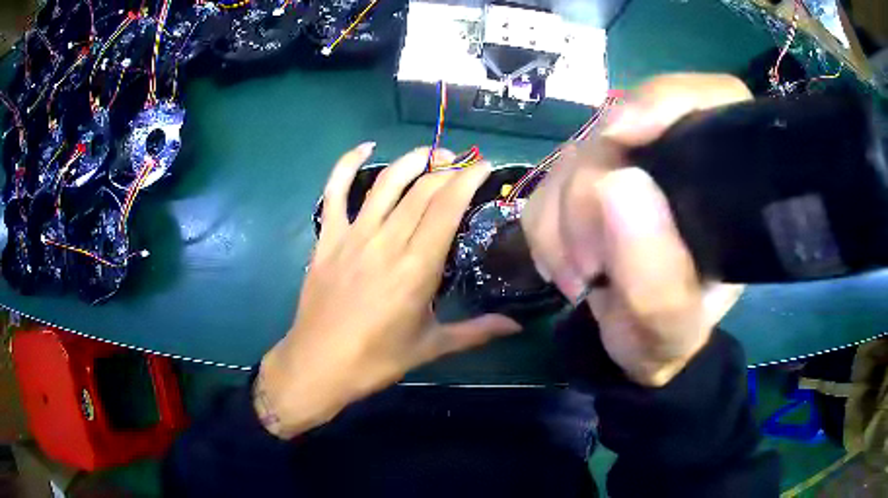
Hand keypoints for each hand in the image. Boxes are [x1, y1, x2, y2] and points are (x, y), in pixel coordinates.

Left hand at [256, 144, 520, 438]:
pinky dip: (345, 165)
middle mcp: (387, 242)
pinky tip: (363, 148)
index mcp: (416, 267)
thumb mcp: (431, 347)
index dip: (467, 180)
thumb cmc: (376, 359)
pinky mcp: (328, 238)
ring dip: (411, 160)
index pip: (447, 207)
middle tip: (462, 163)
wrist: (319, 364)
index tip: (483, 166)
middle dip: (446, 168)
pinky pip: (334, 192)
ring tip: (431, 153)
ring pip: (386, 183)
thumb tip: (517, 325)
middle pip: (421, 190)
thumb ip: (477, 331)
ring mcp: (353, 236)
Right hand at [522, 73, 749, 386]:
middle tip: (590, 266)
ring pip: (576, 149)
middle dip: (590, 192)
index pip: (713, 99)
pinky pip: (548, 177)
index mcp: (726, 179)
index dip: (667, 102)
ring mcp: (633, 159)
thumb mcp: (672, 326)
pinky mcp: (592, 174)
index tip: (620, 138)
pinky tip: (566, 262)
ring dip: (563, 217)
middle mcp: (681, 154)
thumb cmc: (670, 337)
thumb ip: (656, 277)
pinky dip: (546, 224)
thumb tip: (614, 185)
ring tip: (582, 275)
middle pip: (623, 123)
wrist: (638, 345)